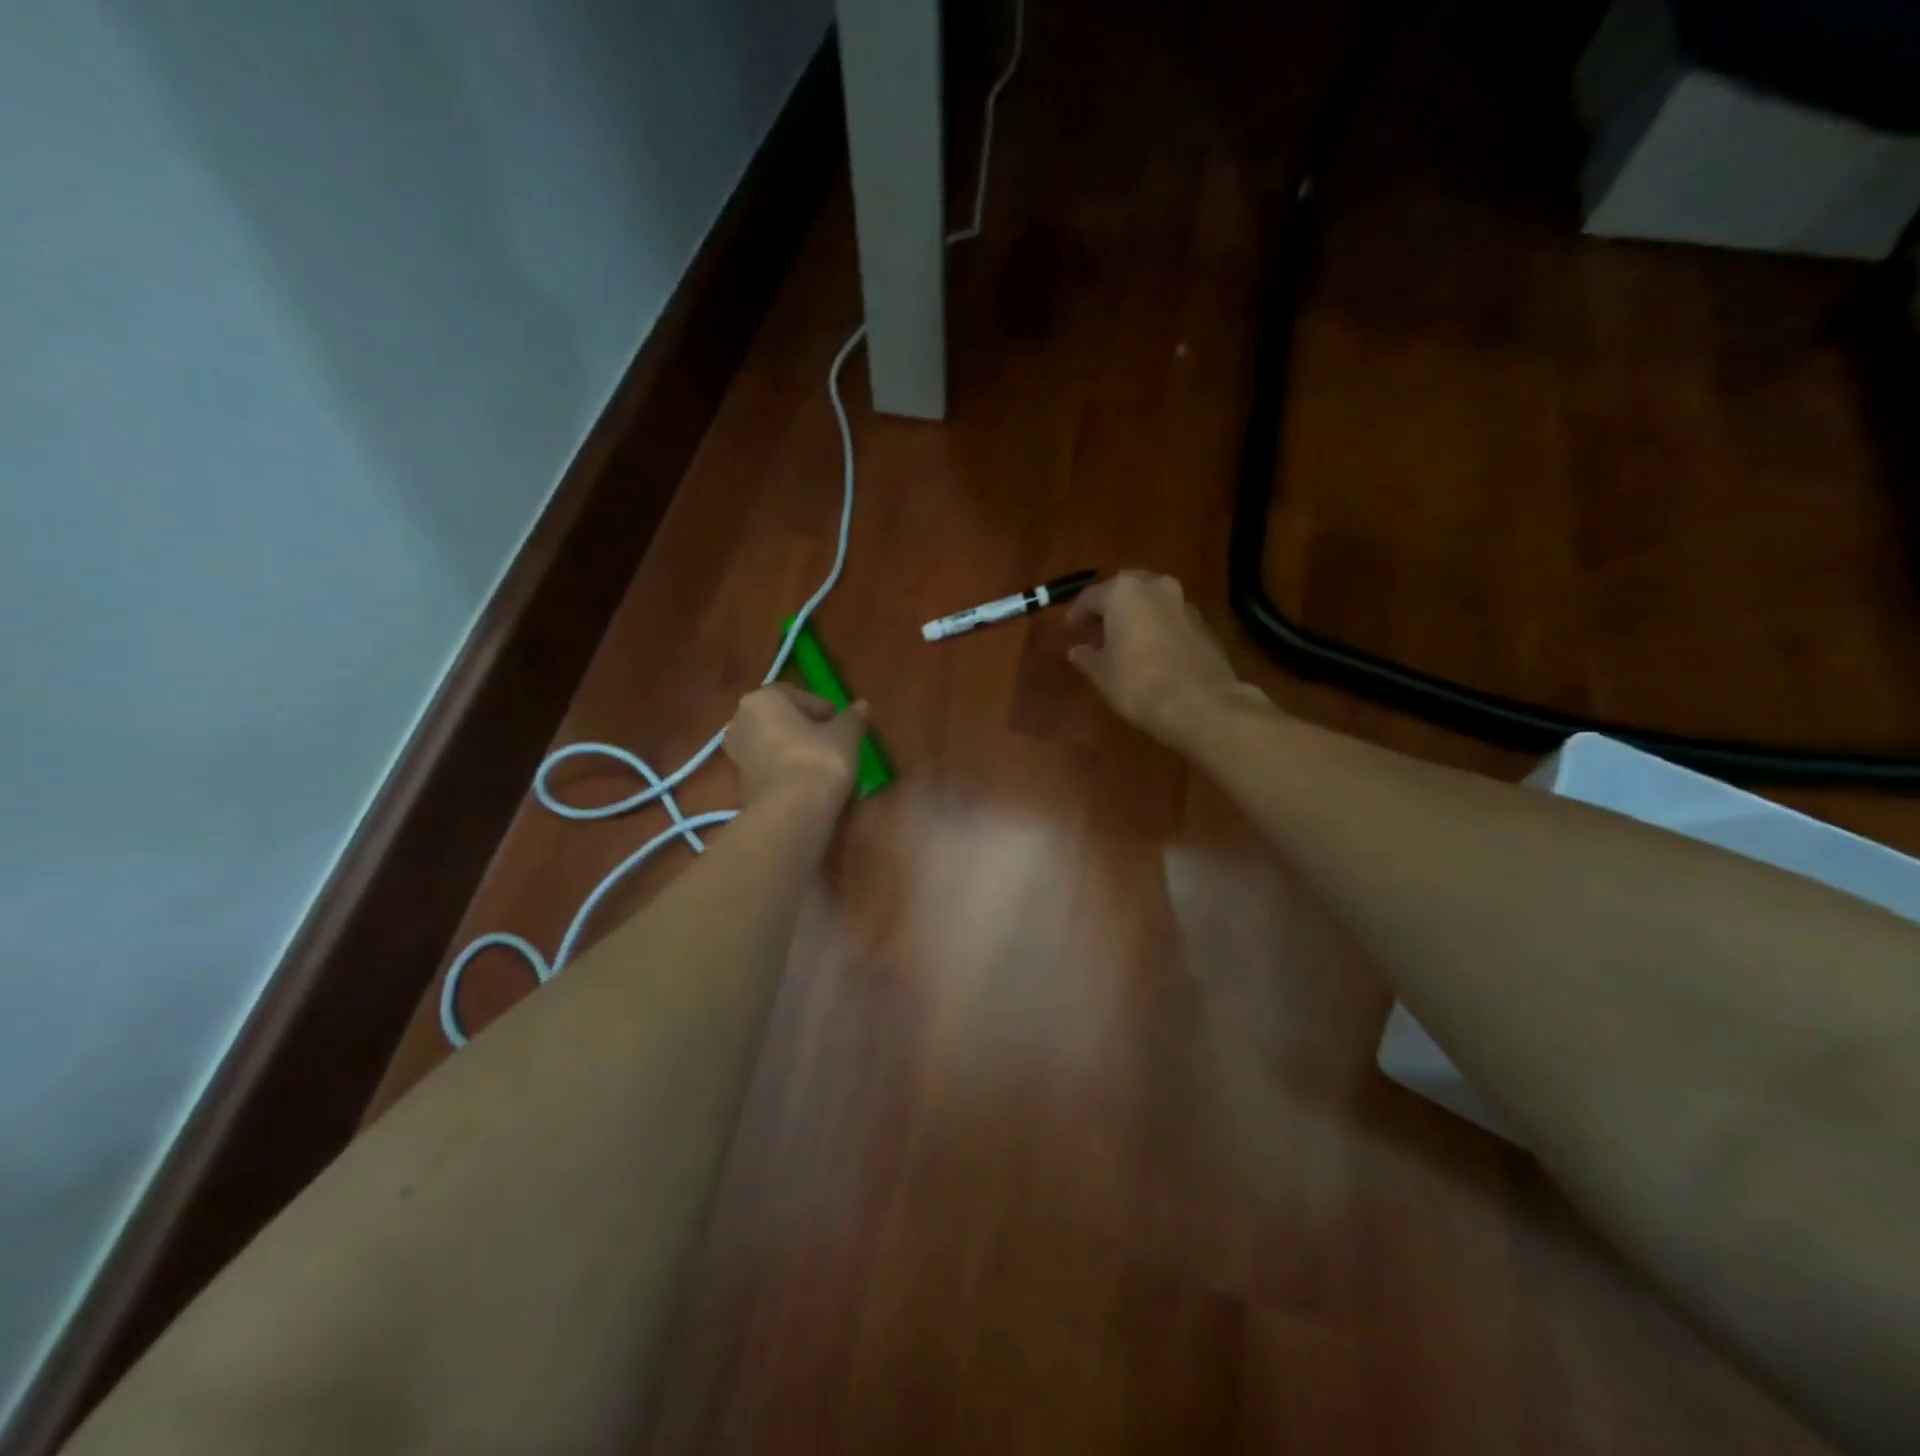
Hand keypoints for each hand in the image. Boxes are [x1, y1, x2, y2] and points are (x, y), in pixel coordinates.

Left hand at [724, 685, 867, 811]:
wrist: (791, 813)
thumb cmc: (818, 760)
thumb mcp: (845, 735)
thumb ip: (852, 718)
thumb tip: (862, 705)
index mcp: (762, 699)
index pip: (795, 694)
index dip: (820, 706)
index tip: (838, 721)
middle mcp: (740, 720)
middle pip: (778, 717)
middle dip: (803, 725)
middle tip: (830, 739)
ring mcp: (736, 753)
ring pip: (771, 742)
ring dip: (792, 747)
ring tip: (820, 761)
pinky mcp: (740, 782)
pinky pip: (767, 765)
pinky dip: (784, 767)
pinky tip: (806, 779)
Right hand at [1067, 571, 1265, 746]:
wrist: (1201, 703)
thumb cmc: (1139, 683)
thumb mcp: (1102, 674)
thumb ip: (1087, 656)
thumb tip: (1077, 651)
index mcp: (1123, 592)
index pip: (1091, 596)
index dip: (1077, 614)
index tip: (1070, 629)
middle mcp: (1154, 586)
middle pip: (1124, 589)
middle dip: (1109, 607)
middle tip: (1096, 628)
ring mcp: (1183, 602)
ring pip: (1150, 600)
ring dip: (1135, 614)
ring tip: (1122, 640)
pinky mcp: (1202, 623)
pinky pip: (1169, 617)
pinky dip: (1155, 626)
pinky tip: (1148, 649)